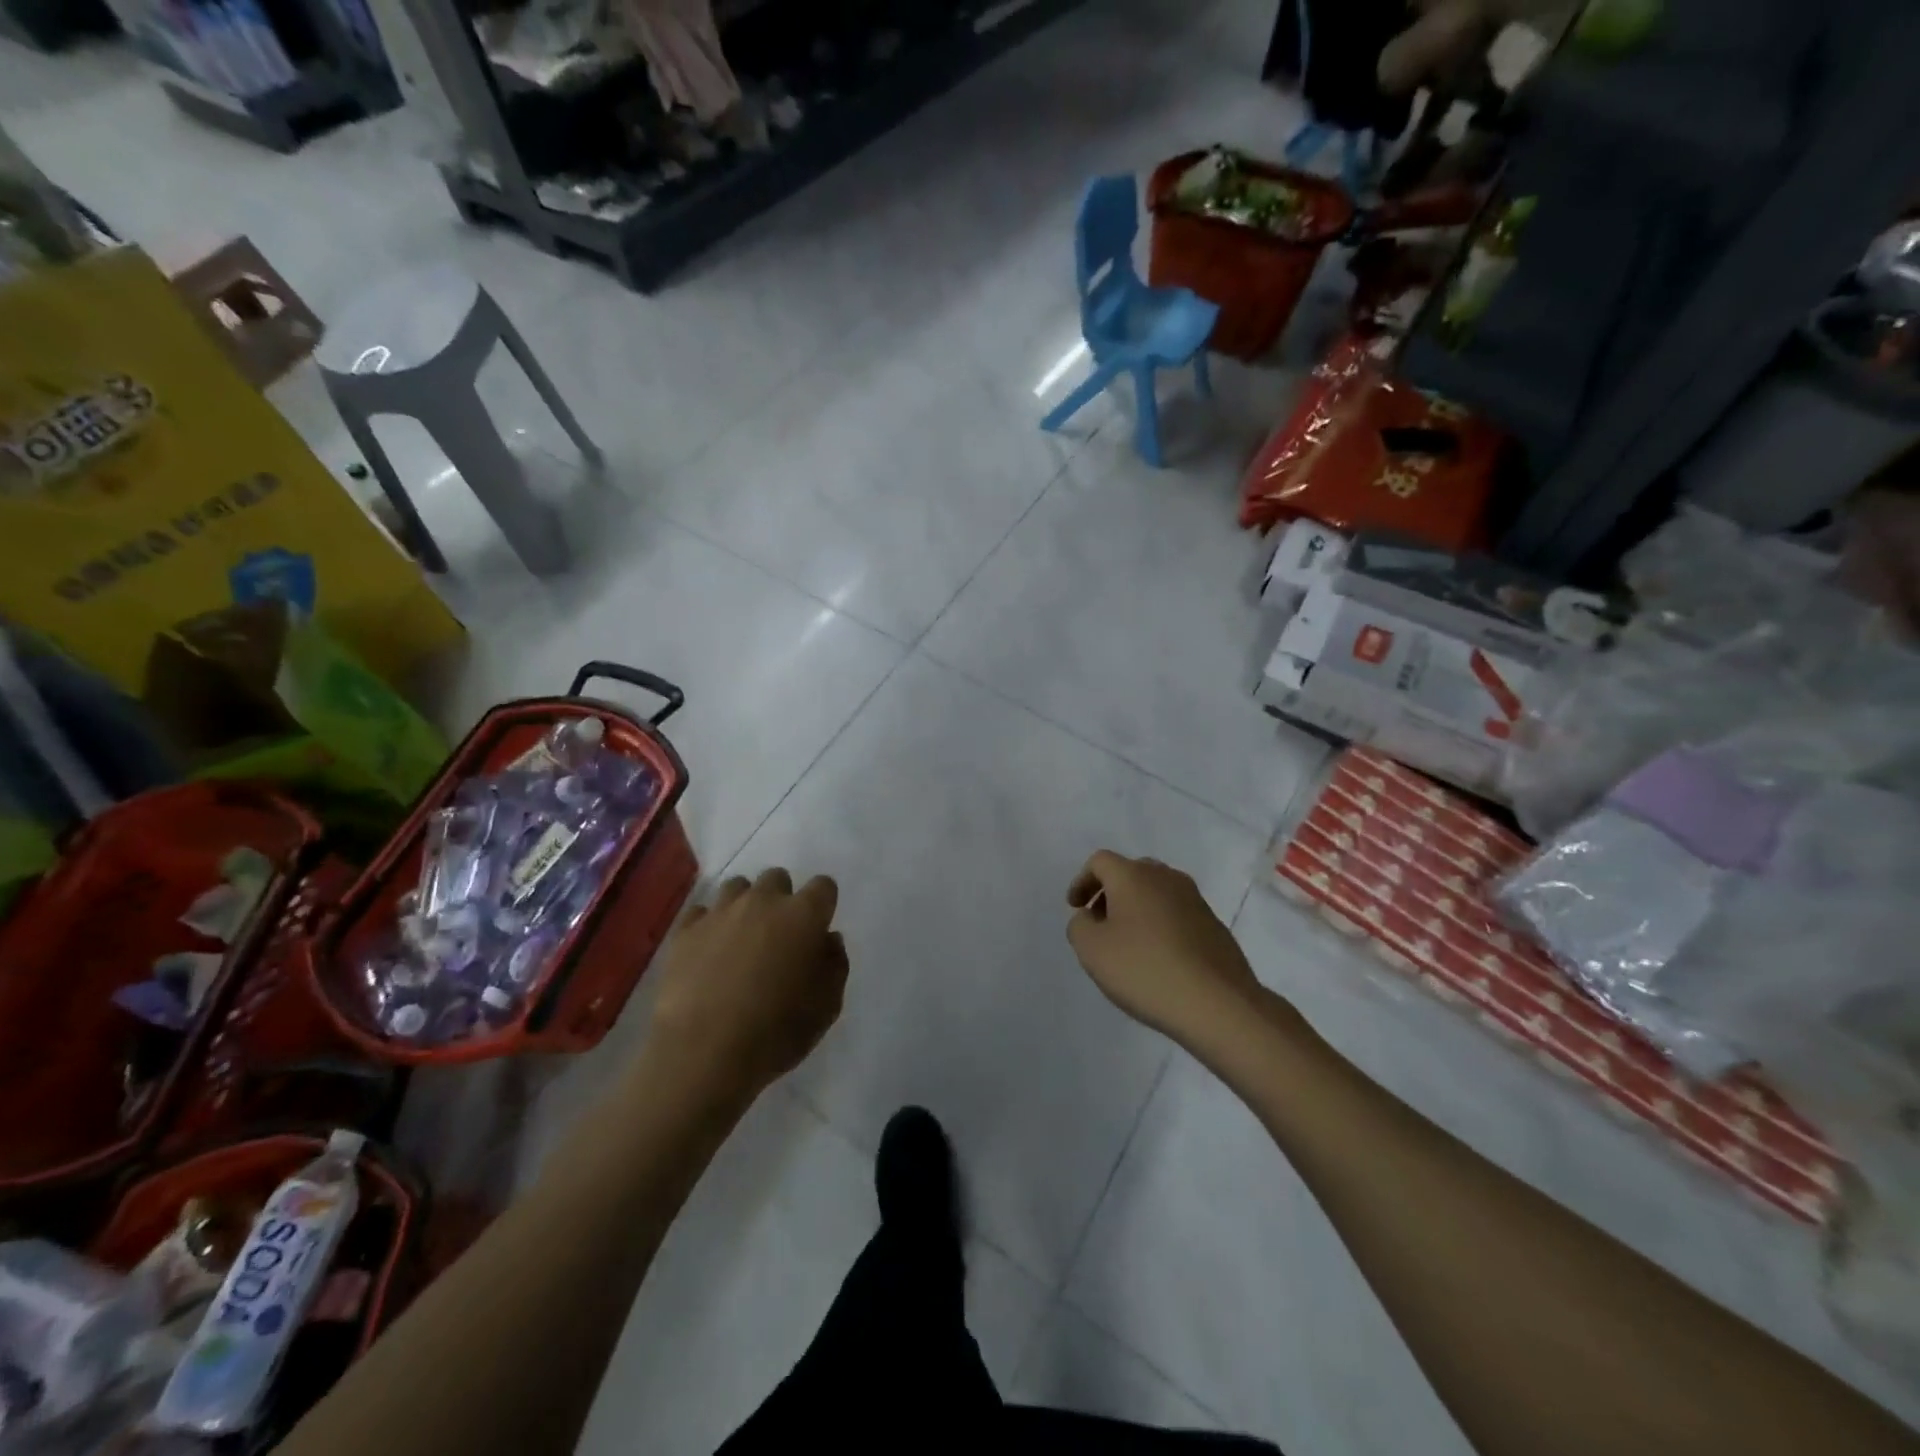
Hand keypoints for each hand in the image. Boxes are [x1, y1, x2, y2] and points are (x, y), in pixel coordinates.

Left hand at [645, 868, 847, 1103]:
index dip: (823, 904)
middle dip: (782, 898)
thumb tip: (828, 940)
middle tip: (779, 934)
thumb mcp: (827, 1006)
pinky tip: (708, 950)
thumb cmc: (776, 1031)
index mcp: (804, 915)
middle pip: (777, 878)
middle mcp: (763, 902)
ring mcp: (720, 912)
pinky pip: (701, 912)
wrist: (702, 1052)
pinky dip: (708, 925)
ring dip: (745, 905)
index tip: (818, 928)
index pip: (823, 886)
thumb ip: (835, 965)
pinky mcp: (685, 931)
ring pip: (737, 887)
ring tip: (741, 939)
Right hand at [1066, 851, 1261, 1045]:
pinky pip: (1177, 914)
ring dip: (1137, 910)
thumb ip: (1080, 925)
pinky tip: (1158, 958)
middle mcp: (1166, 878)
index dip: (1082, 881)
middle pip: (1131, 873)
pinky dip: (1160, 926)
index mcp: (1134, 876)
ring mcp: (1195, 900)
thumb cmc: (1145, 970)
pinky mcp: (1214, 925)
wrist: (1218, 1004)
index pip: (1100, 862)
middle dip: (1110, 893)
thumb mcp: (1092, 950)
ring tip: (1129, 945)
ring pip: (1156, 893)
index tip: (1075, 908)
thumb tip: (1091, 916)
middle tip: (1100, 923)